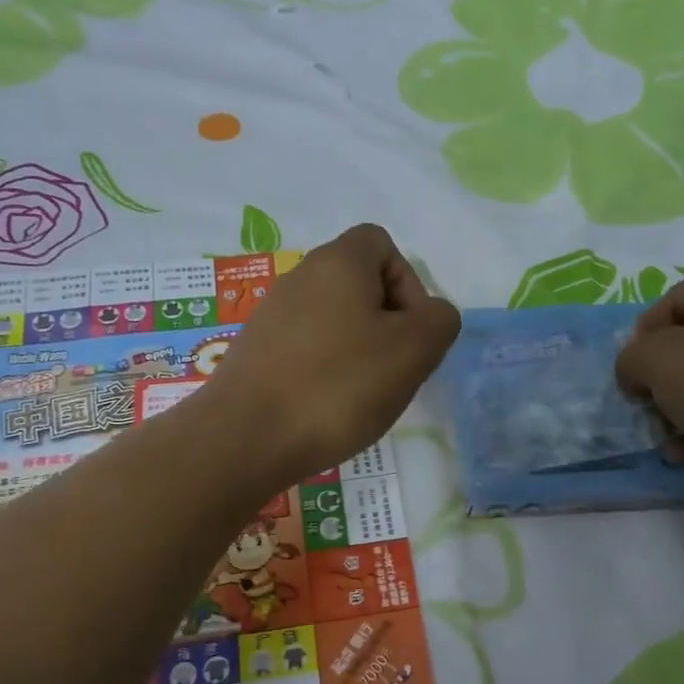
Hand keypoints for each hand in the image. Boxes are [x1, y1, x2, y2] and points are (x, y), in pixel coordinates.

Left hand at [200, 224, 460, 488]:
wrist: (244, 438)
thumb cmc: (338, 386)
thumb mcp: (413, 351)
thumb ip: (439, 321)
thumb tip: (429, 316)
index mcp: (338, 262)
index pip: (382, 245)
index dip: (409, 283)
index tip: (411, 331)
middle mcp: (299, 277)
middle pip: (359, 284)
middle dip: (387, 324)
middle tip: (394, 369)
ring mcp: (271, 316)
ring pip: (334, 320)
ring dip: (358, 351)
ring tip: (362, 395)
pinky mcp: (255, 353)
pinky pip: (306, 349)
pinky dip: (326, 371)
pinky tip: (327, 408)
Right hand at [615, 264, 683, 504]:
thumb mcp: (655, 360)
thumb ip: (630, 359)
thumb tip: (635, 373)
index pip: (670, 302)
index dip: (642, 339)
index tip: (631, 372)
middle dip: (662, 377)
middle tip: (644, 403)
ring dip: (680, 409)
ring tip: (662, 434)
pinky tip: (683, 454)